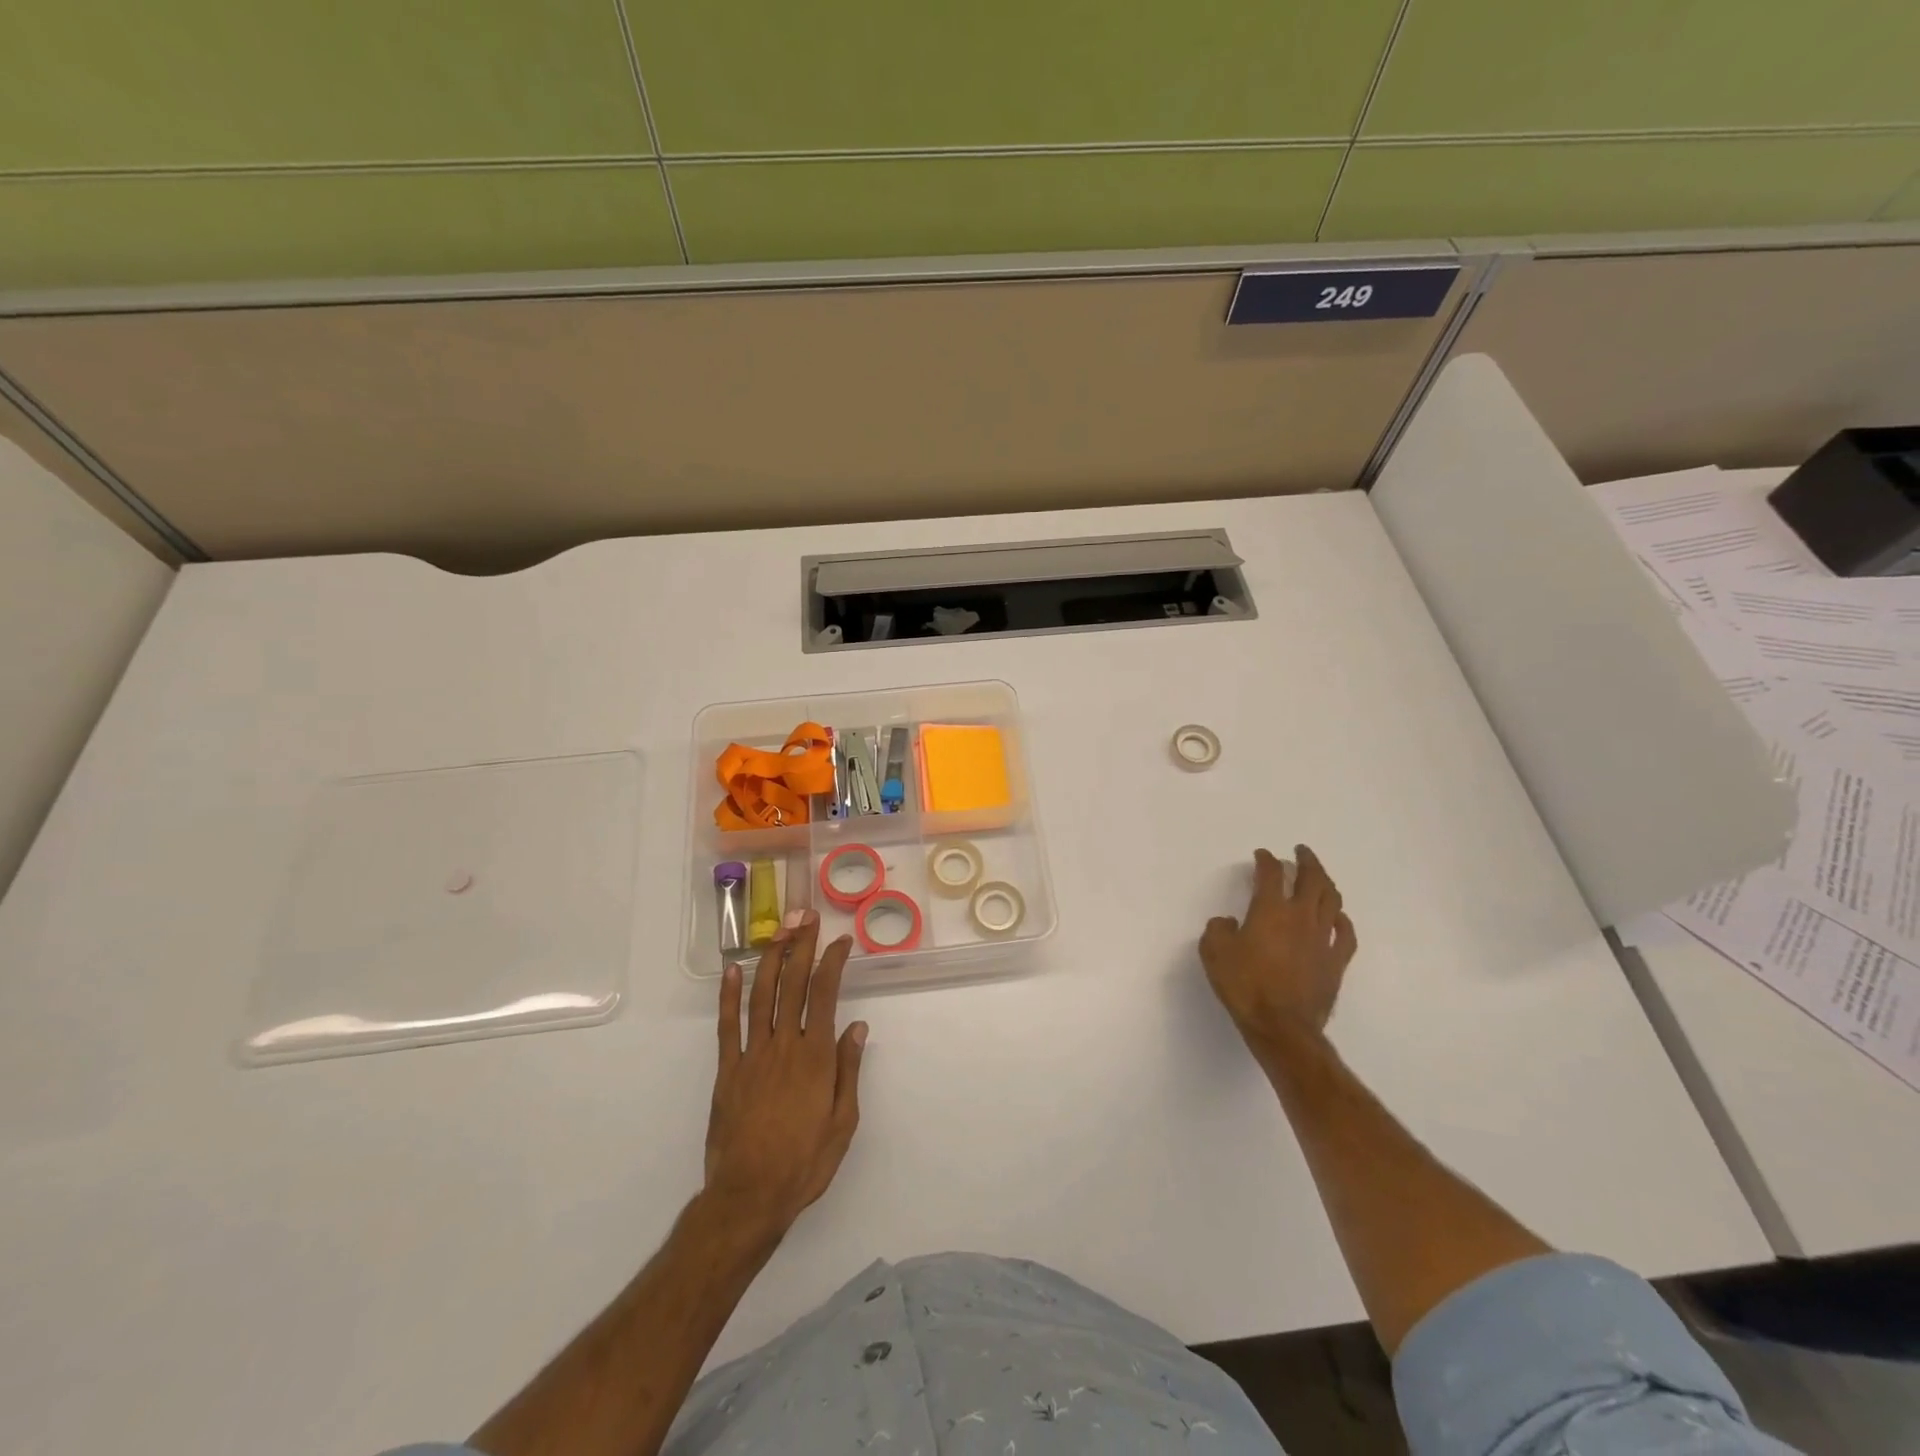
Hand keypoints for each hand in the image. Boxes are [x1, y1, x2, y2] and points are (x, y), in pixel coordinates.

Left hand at [704, 911, 867, 1242]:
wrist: (749, 1196)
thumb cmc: (804, 1162)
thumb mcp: (843, 1122)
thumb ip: (848, 1070)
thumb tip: (857, 1027)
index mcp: (816, 1056)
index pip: (826, 994)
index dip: (833, 962)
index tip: (841, 940)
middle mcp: (785, 1045)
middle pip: (794, 984)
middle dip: (801, 946)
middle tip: (806, 916)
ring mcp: (752, 1055)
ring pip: (762, 995)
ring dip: (771, 959)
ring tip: (779, 930)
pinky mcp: (727, 1070)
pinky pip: (727, 1025)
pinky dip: (729, 996)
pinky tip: (733, 970)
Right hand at [1200, 846, 1356, 1051]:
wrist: (1282, 1026)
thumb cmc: (1245, 986)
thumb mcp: (1214, 953)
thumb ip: (1218, 930)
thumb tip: (1228, 923)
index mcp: (1270, 910)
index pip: (1270, 874)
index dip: (1266, 860)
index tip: (1261, 855)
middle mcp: (1301, 917)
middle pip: (1311, 879)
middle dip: (1306, 861)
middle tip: (1300, 852)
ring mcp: (1323, 939)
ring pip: (1331, 900)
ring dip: (1326, 882)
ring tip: (1319, 876)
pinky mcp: (1336, 961)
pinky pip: (1345, 933)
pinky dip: (1341, 919)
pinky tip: (1337, 916)